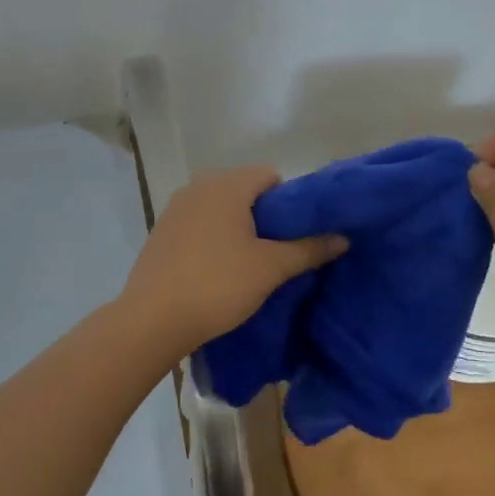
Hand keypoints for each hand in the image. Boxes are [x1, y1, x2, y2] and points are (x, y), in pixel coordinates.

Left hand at [121, 166, 347, 351]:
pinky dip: (213, 237)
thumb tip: (343, 237)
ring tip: (249, 263)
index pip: (270, 176)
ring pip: (221, 207)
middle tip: (277, 252)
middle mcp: (199, 185)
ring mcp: (176, 207)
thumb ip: (309, 248)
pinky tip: (217, 269)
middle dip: (264, 216)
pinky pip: (199, 223)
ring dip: (238, 227)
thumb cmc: (217, 285)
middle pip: (245, 190)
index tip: (295, 234)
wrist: (151, 320)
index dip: (289, 202)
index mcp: (227, 184)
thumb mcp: (271, 268)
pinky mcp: (161, 230)